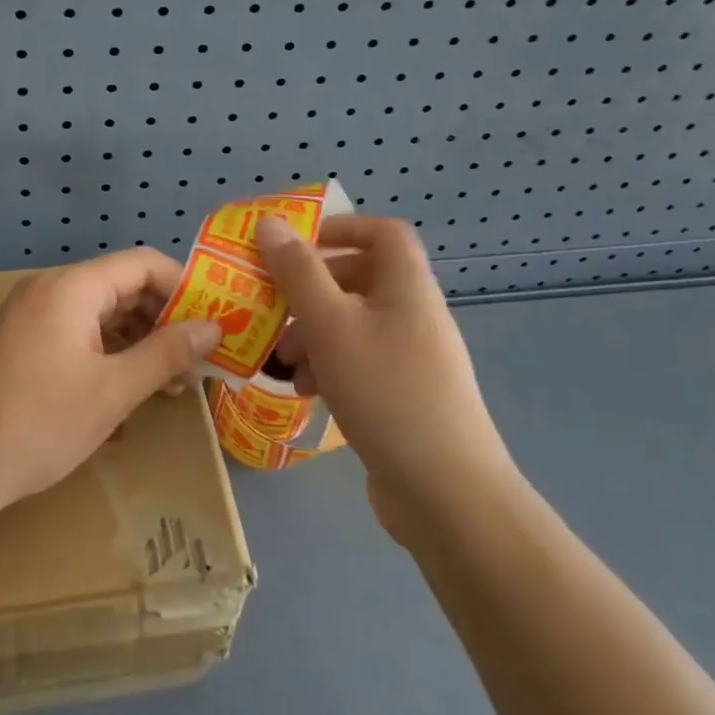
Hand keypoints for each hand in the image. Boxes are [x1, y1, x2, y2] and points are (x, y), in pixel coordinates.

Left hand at [0, 249, 223, 517]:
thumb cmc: (38, 423)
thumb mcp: (113, 391)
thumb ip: (166, 353)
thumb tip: (214, 327)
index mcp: (72, 287)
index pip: (142, 263)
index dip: (184, 286)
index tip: (214, 322)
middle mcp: (50, 288)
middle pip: (122, 285)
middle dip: (164, 317)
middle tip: (198, 358)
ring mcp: (32, 314)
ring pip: (101, 310)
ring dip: (139, 337)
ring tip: (171, 379)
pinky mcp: (22, 340)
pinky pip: (77, 329)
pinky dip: (109, 348)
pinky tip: (129, 382)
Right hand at [257, 215, 516, 543]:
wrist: (445, 492)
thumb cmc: (385, 390)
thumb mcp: (330, 324)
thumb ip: (297, 272)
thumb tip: (270, 223)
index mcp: (407, 286)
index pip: (383, 232)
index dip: (342, 228)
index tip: (296, 245)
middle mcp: (415, 314)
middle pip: (361, 279)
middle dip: (311, 291)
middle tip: (274, 308)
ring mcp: (414, 358)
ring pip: (355, 324)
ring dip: (314, 333)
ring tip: (284, 362)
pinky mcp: (407, 395)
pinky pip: (361, 362)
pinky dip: (330, 366)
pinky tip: (307, 392)